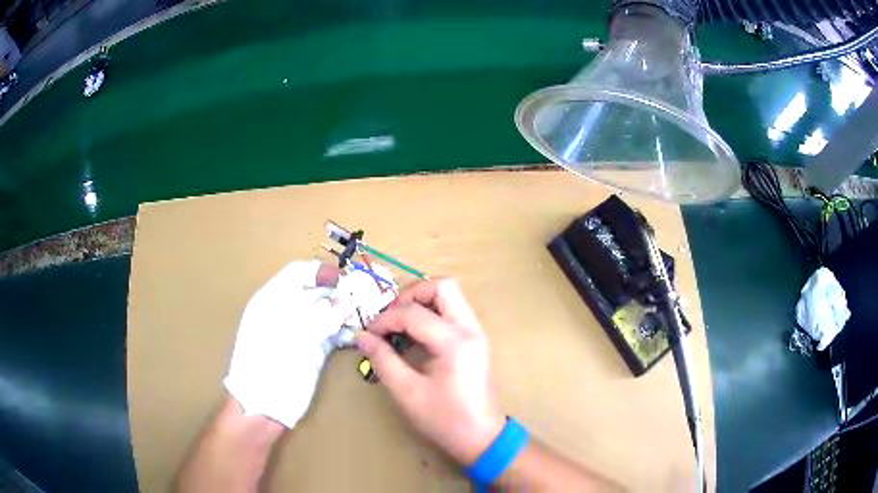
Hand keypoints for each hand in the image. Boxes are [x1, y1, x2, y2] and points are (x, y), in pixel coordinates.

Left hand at [224, 261, 350, 428]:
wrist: (264, 407)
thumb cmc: (269, 367)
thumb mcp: (293, 339)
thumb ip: (321, 318)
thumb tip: (347, 302)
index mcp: (272, 301)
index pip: (297, 274)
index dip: (320, 272)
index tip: (344, 279)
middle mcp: (286, 313)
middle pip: (315, 292)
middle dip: (338, 292)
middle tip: (364, 297)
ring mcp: (299, 332)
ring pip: (326, 313)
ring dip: (345, 312)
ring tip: (365, 314)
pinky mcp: (312, 351)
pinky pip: (331, 334)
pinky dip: (344, 332)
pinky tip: (357, 334)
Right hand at [356, 279, 505, 464]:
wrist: (482, 438)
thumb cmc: (445, 420)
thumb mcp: (407, 392)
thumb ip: (383, 360)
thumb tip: (362, 336)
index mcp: (455, 343)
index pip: (415, 313)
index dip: (386, 319)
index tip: (369, 333)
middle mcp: (471, 330)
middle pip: (443, 286)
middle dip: (412, 294)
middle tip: (391, 316)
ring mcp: (477, 333)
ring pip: (451, 296)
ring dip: (423, 302)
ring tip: (400, 324)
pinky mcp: (477, 341)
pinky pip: (454, 312)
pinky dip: (433, 313)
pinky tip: (416, 335)